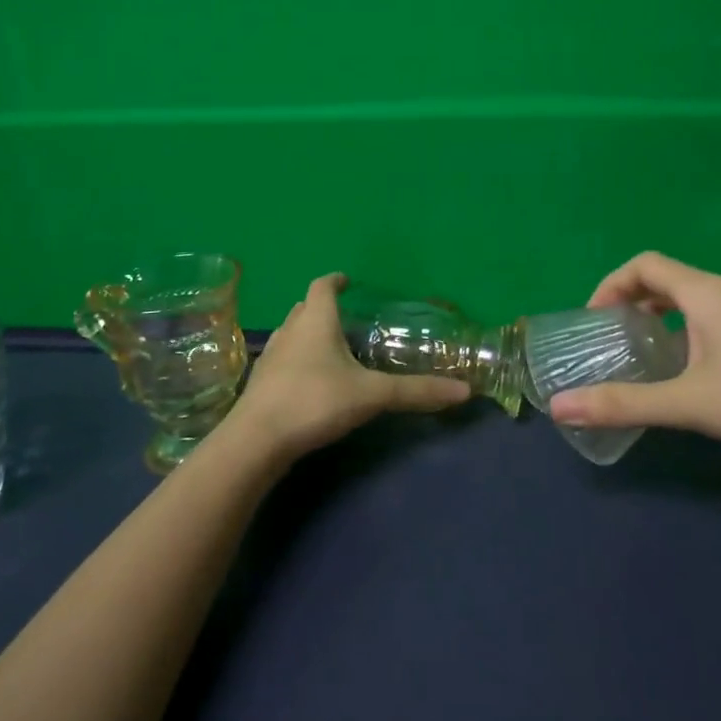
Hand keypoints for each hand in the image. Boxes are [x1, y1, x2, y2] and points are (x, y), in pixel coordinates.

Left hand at [230, 273, 470, 461]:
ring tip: (331, 348)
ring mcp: (271, 357)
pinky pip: (283, 360)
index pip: (322, 286)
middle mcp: (290, 331)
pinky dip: (298, 361)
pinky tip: (311, 381)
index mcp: (316, 321)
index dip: (335, 281)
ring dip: (309, 334)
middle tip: (346, 317)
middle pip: (305, 308)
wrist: (257, 440)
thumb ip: (416, 392)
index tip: (347, 281)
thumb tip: (464, 391)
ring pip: (292, 334)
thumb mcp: (371, 395)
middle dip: (323, 307)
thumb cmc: (315, 401)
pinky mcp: (261, 384)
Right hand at [546, 252, 720, 458]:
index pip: (644, 264)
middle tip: (620, 340)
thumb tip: (559, 407)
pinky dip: (700, 331)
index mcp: (706, 291)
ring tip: (658, 358)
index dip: (611, 284)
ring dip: (671, 318)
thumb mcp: (691, 404)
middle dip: (638, 303)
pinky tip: (709, 373)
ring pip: (702, 299)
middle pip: (673, 280)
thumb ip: (624, 404)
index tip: (595, 319)